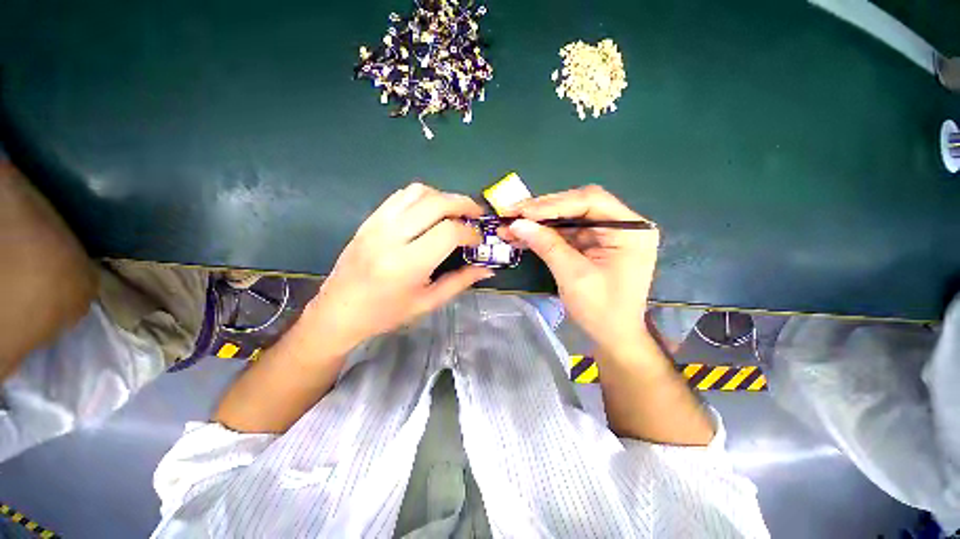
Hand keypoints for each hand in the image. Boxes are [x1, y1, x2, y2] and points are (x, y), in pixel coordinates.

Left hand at [306, 183, 491, 353]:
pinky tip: (430, 211)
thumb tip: (487, 269)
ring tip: (454, 212)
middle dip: (463, 204)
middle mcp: (392, 237)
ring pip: (418, 192)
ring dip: (443, 197)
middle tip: (476, 215)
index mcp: (408, 264)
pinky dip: (422, 197)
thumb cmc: (386, 313)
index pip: (449, 232)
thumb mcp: (428, 302)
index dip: (470, 232)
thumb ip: (460, 282)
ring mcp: (377, 224)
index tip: (478, 240)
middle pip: (436, 203)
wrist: (339, 310)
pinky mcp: (370, 219)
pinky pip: (400, 196)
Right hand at [501, 185, 658, 353]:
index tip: (523, 211)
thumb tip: (517, 224)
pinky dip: (544, 234)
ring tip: (510, 225)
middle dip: (543, 210)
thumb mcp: (573, 276)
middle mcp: (621, 225)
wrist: (614, 336)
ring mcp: (606, 234)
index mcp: (630, 229)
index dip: (553, 204)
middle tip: (512, 213)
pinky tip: (523, 236)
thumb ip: (546, 245)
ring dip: (539, 222)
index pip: (590, 201)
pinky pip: (566, 233)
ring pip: (568, 218)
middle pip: (578, 205)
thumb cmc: (601, 310)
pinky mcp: (593, 244)